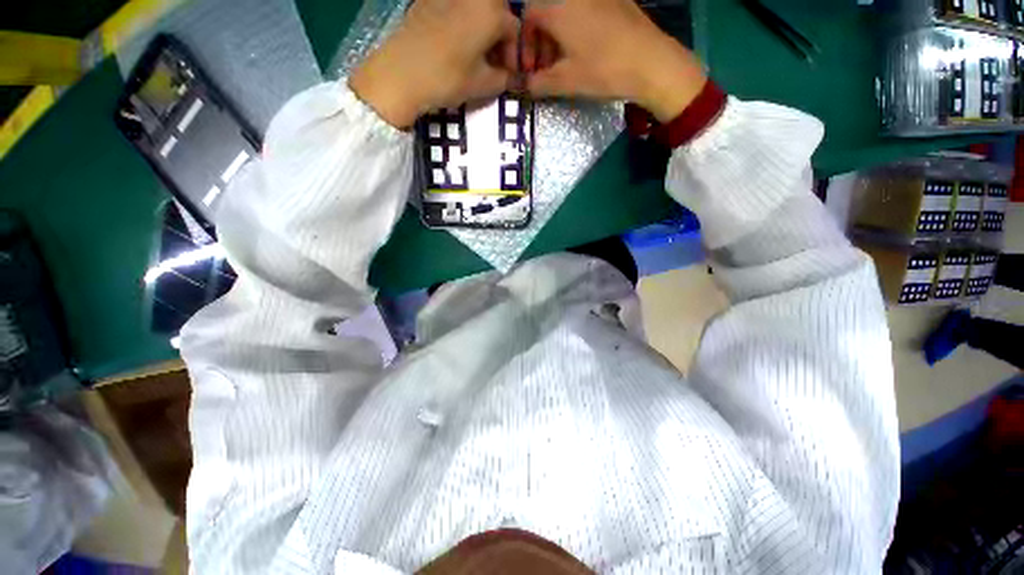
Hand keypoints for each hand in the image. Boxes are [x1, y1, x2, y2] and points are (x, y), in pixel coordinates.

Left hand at [350, 0, 518, 128]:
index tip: (508, 75)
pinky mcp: (428, 0)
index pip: (515, 30)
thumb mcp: (483, 84)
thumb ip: (505, 79)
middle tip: (493, 64)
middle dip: (499, 39)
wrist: (400, 74)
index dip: (514, 55)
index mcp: (491, 11)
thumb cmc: (448, 79)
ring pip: (476, 10)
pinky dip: (462, 25)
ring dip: (482, 31)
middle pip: (496, 14)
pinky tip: (455, 47)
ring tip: (475, 57)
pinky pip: (455, 9)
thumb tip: (515, 78)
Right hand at [523, 0, 706, 121]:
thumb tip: (523, 86)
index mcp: (558, 8)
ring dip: (558, 38)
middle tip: (545, 70)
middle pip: (546, 12)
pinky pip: (585, 10)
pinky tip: (584, 52)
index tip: (530, 69)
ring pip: (566, 12)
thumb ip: (538, 84)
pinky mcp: (615, 0)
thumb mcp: (565, 82)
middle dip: (540, 43)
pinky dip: (576, 30)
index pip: (527, 16)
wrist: (651, 62)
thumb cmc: (603, 70)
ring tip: (564, 64)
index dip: (524, 45)